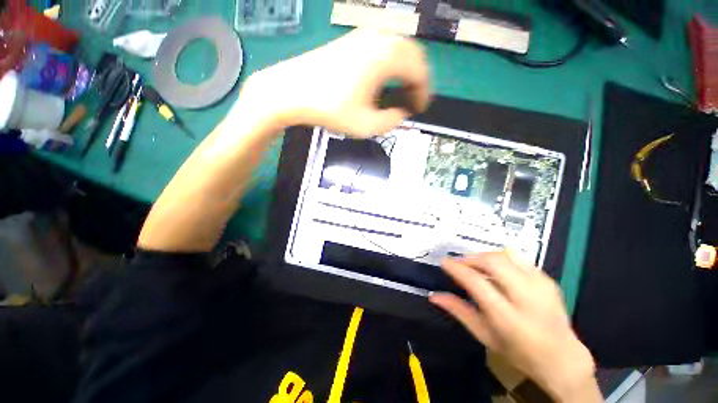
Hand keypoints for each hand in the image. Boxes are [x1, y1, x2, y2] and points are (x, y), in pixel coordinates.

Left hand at [238, 29, 430, 136]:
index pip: (419, 70)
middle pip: (412, 55)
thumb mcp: (366, 125)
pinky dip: (390, 63)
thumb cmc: (330, 108)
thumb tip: (401, 114)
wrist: (292, 90)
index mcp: (386, 57)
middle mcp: (378, 38)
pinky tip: (383, 79)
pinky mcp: (351, 40)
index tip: (420, 108)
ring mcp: (363, 35)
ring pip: (397, 49)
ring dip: (404, 70)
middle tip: (413, 99)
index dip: (424, 92)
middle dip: (417, 79)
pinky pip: (381, 47)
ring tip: (400, 91)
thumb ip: (391, 121)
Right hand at [430, 252, 599, 401]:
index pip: (475, 282)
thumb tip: (434, 295)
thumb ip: (458, 311)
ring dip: (485, 256)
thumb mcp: (484, 335)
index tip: (445, 262)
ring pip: (506, 255)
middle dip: (471, 258)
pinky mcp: (548, 280)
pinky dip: (502, 258)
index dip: (456, 268)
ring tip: (477, 265)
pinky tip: (497, 269)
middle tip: (460, 263)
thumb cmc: (518, 351)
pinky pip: (519, 258)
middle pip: (493, 262)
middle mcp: (525, 298)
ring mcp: (540, 286)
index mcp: (506, 317)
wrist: (562, 358)